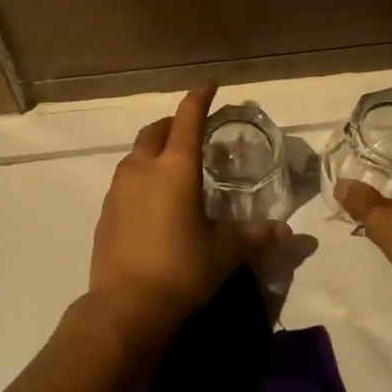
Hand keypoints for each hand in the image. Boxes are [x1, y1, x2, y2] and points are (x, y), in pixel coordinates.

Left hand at [88, 87, 289, 347]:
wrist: (126, 305)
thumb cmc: (182, 269)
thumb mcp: (225, 252)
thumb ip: (256, 236)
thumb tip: (286, 233)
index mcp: (175, 168)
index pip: (188, 119)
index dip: (199, 98)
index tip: (209, 85)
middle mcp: (143, 169)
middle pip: (155, 131)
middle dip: (173, 123)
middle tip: (191, 130)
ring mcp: (118, 189)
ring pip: (135, 155)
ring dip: (153, 150)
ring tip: (171, 166)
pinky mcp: (105, 212)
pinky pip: (124, 181)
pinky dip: (140, 177)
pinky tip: (150, 200)